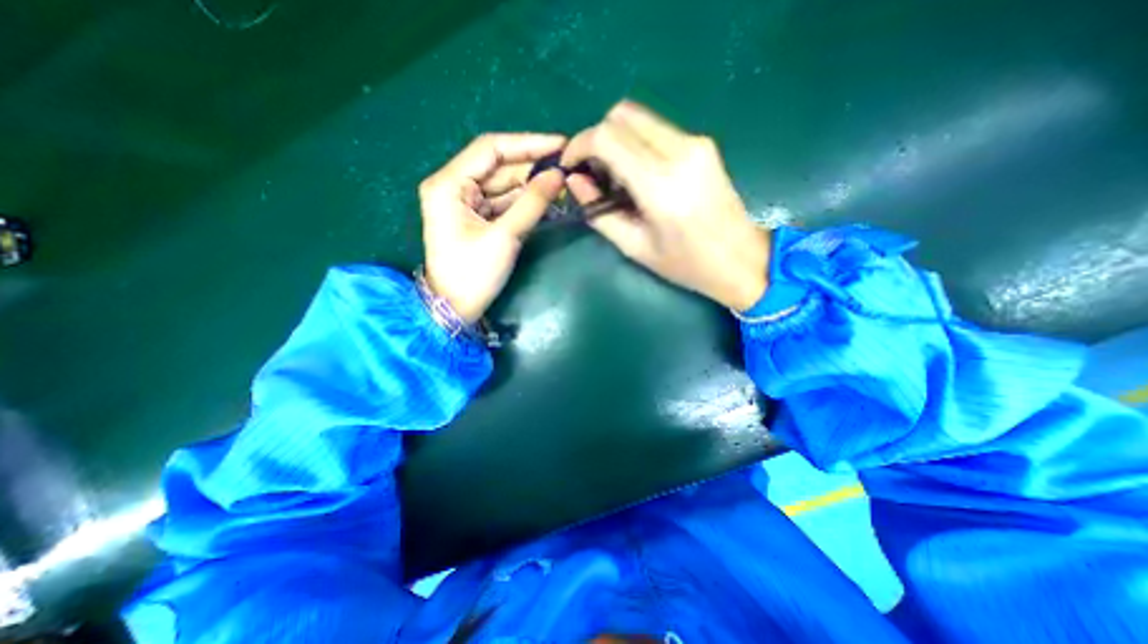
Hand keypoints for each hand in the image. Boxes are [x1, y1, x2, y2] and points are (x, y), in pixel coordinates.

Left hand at [421, 131, 566, 321]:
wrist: (455, 308)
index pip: (491, 149)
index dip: (528, 144)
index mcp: (449, 183)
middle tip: (567, 167)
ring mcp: (465, 202)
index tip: (560, 145)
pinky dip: (523, 202)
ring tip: (562, 184)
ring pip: (503, 184)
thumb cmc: (473, 274)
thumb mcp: (504, 237)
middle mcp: (454, 186)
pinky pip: (503, 202)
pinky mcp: (476, 218)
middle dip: (532, 166)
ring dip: (531, 185)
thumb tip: (558, 176)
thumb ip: (532, 203)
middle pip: (498, 166)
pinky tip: (546, 200)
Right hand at [564, 100, 769, 311]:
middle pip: (622, 115)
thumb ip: (600, 212)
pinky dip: (636, 144)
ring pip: (639, 118)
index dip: (579, 145)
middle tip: (593, 173)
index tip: (571, 167)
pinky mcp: (703, 144)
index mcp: (660, 184)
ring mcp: (696, 142)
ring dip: (617, 140)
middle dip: (597, 139)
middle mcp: (680, 151)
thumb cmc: (686, 263)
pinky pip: (657, 130)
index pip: (607, 137)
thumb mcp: (635, 247)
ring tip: (615, 179)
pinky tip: (638, 176)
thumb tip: (576, 182)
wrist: (740, 258)